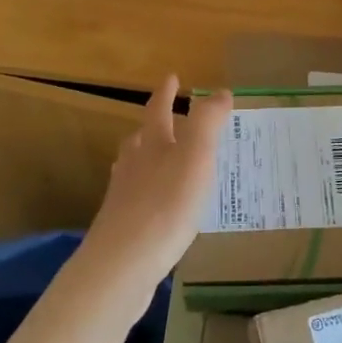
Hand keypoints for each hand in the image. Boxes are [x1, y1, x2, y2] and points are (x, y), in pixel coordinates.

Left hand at [80, 76, 232, 293]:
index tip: (172, 77)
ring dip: (150, 159)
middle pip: (142, 138)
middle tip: (171, 120)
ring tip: (166, 161)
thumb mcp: (196, 157)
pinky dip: (151, 194)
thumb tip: (220, 92)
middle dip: (156, 126)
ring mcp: (123, 197)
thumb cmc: (164, 205)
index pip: (158, 109)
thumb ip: (208, 122)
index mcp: (152, 144)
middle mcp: (133, 165)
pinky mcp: (123, 228)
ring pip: (135, 168)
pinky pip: (138, 200)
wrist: (121, 265)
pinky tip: (162, 209)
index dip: (166, 92)